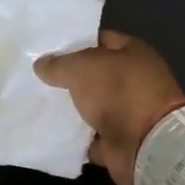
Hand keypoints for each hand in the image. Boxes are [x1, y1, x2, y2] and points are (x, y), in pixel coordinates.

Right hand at [34, 30, 184, 184]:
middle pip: (94, 75)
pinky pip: (90, 135)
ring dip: (70, 108)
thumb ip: (59, 64)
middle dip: (68, 77)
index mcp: (132, 53)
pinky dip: (74, 136)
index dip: (73, 43)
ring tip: (37, 103)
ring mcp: (128, 112)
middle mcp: (133, 80)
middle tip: (36, 77)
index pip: (99, 40)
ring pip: (91, 106)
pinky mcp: (119, 140)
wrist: (147, 145)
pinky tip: (49, 130)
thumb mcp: (82, 68)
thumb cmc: (119, 92)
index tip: (46, 49)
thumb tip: (40, 64)